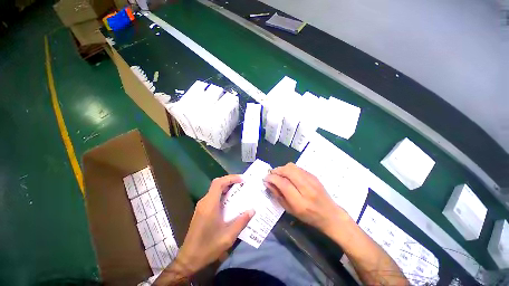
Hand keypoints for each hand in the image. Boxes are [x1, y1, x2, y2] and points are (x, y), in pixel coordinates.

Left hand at [176, 175, 254, 273]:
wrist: (189, 259)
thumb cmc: (208, 247)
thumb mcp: (228, 236)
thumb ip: (241, 222)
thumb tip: (252, 210)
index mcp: (210, 205)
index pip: (219, 183)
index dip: (231, 178)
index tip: (242, 180)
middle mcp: (204, 202)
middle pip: (217, 184)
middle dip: (230, 181)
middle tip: (242, 184)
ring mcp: (202, 206)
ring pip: (215, 190)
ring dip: (227, 188)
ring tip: (239, 191)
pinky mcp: (201, 211)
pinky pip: (213, 197)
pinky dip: (223, 195)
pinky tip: (230, 203)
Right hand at [264, 163, 350, 234]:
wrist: (330, 214)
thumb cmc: (308, 216)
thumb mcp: (290, 210)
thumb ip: (278, 195)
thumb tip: (268, 183)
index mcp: (300, 202)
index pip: (283, 184)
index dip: (272, 178)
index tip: (265, 178)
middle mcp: (307, 188)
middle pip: (288, 171)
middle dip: (276, 170)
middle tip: (271, 174)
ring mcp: (311, 180)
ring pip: (292, 167)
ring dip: (282, 168)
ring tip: (279, 174)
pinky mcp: (313, 175)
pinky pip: (297, 167)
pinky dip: (289, 169)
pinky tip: (288, 175)